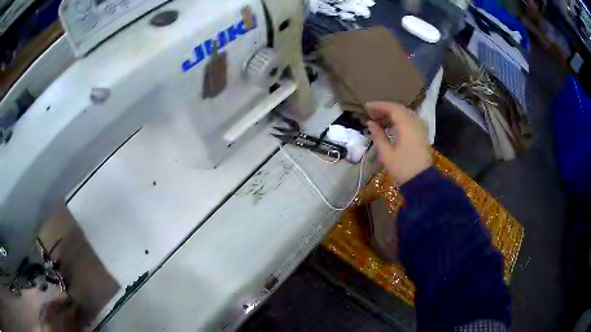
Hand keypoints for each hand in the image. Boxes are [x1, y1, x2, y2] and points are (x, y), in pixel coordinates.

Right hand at [366, 101, 431, 184]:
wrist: (421, 180)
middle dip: (384, 109)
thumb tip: (370, 123)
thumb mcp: (386, 153)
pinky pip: (410, 119)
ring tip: (378, 120)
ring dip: (392, 114)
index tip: (366, 107)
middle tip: (371, 113)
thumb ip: (377, 135)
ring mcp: (420, 127)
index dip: (378, 105)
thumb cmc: (402, 167)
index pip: (392, 108)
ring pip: (405, 113)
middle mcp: (415, 122)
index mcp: (407, 126)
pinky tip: (391, 126)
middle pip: (399, 108)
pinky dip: (399, 119)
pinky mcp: (422, 133)